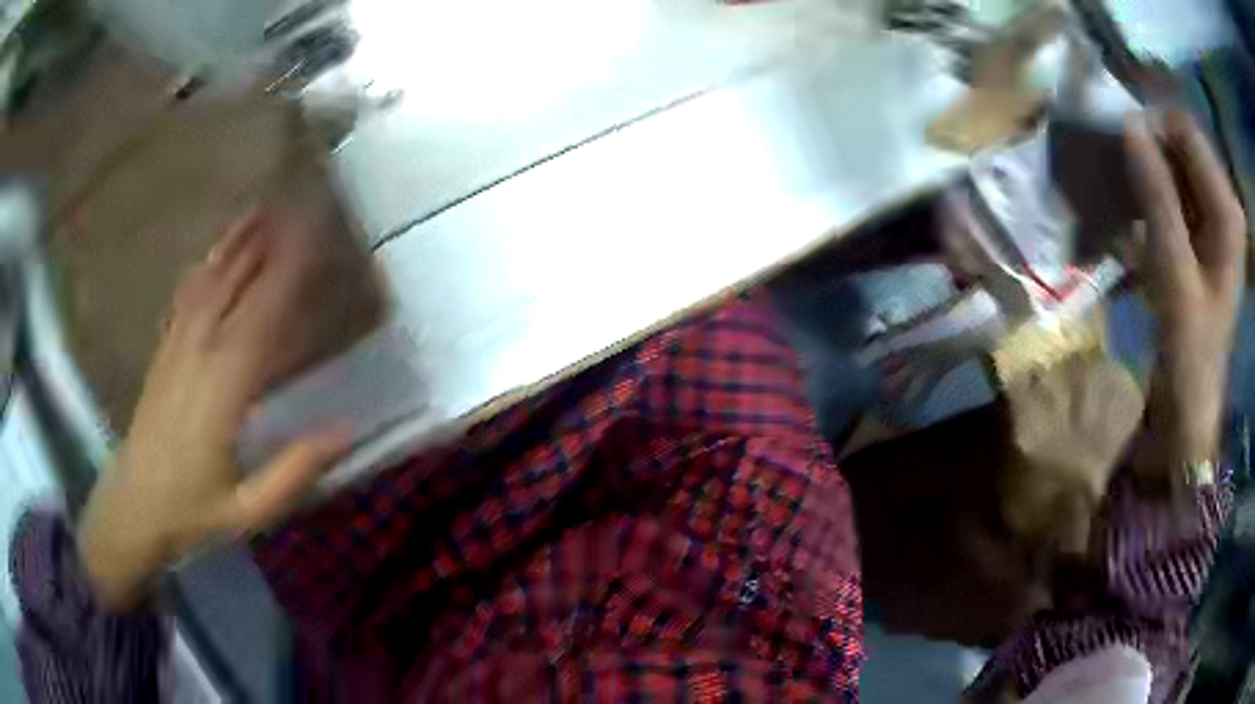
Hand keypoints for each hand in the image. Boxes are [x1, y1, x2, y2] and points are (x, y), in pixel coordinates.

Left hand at [77, 210, 350, 609]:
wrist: (132, 509)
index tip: (313, 238)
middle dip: (263, 244)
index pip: (259, 317)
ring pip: (205, 285)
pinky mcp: (162, 355)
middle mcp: (196, 357)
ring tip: (258, 212)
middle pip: (231, 287)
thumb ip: (293, 471)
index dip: (286, 274)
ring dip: (232, 246)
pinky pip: (184, 301)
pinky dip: (202, 270)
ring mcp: (175, 350)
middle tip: (294, 207)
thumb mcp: (248, 510)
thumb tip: (347, 430)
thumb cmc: (190, 513)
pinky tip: (212, 256)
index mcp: (220, 391)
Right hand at [1126, 110, 1246, 469]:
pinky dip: (1156, 191)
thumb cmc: (1189, 346)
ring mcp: (1217, 219)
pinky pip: (1178, 190)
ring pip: (1179, 166)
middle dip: (1151, 148)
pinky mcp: (1206, 233)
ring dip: (1150, 170)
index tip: (1122, 145)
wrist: (1192, 401)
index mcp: (1227, 209)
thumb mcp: (1173, 270)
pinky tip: (1139, 211)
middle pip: (1184, 144)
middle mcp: (1225, 203)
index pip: (1187, 131)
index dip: (1155, 128)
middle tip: (1120, 167)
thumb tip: (1129, 124)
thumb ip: (1156, 194)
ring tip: (1125, 191)